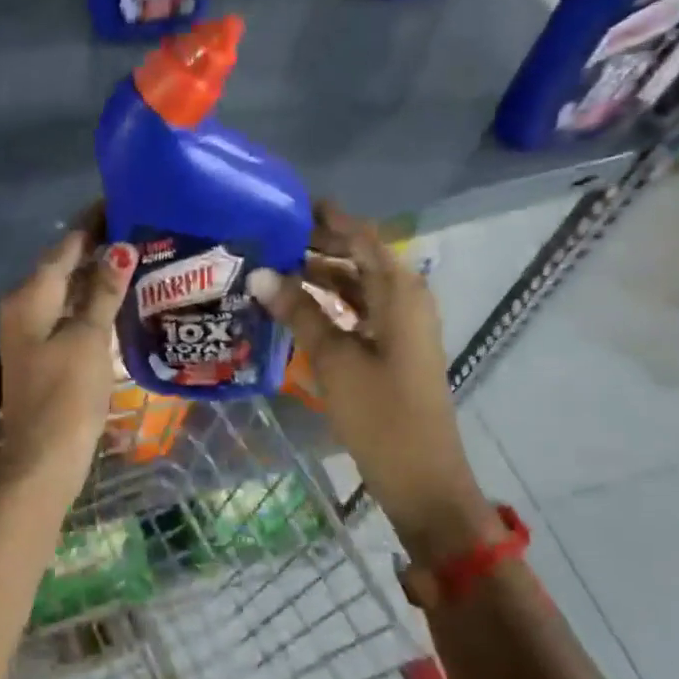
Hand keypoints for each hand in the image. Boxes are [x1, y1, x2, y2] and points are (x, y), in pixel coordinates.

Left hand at [0, 213, 136, 498]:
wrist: (43, 459)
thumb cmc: (66, 396)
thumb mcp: (88, 339)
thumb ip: (104, 293)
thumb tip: (120, 248)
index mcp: (30, 295)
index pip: (66, 245)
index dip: (94, 222)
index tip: (125, 200)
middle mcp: (24, 305)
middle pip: (64, 264)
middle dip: (99, 246)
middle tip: (142, 226)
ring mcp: (32, 329)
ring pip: (68, 289)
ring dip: (98, 273)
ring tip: (139, 254)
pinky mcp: (44, 350)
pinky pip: (69, 312)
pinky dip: (92, 301)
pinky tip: (120, 297)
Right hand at [248, 204, 496, 558]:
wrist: (420, 475)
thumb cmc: (380, 413)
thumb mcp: (334, 359)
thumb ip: (298, 311)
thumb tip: (258, 273)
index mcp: (400, 293)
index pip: (361, 237)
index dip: (327, 217)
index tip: (286, 202)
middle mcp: (405, 299)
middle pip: (359, 257)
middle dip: (317, 244)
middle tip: (268, 235)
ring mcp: (400, 325)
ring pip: (356, 285)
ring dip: (319, 274)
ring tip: (271, 265)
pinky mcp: (391, 347)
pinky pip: (357, 310)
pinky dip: (328, 302)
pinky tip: (292, 304)